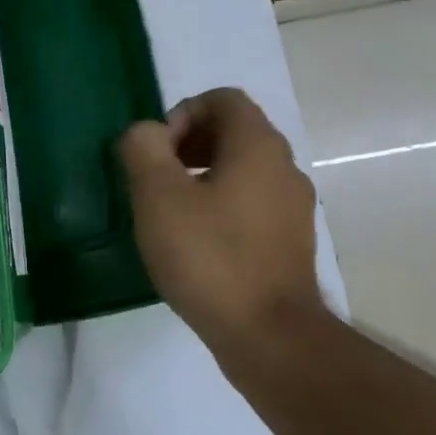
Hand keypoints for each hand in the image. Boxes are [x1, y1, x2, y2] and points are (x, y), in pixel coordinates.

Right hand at [117, 88, 324, 355]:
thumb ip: (143, 148)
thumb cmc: (209, 256)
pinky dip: (218, 208)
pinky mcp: (289, 242)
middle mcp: (284, 168)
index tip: (156, 153)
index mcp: (257, 146)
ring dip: (200, 178)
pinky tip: (193, 244)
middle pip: (233, 132)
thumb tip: (146, 134)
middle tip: (154, 181)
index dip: (181, 113)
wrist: (268, 335)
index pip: (222, 99)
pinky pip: (249, 205)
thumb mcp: (158, 195)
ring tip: (167, 214)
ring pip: (240, 171)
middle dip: (186, 145)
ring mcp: (292, 208)